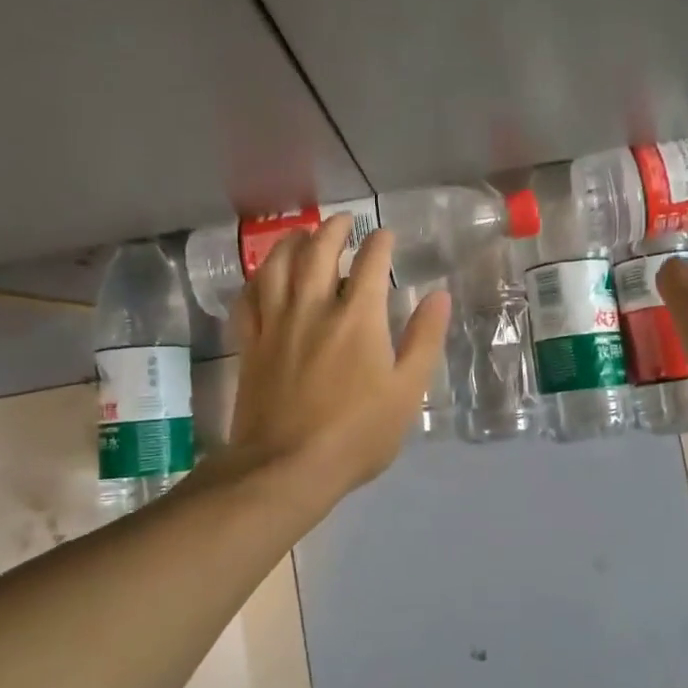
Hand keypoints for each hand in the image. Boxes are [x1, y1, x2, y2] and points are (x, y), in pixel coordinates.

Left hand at [227, 214, 451, 499]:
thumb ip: (424, 339)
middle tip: (343, 221)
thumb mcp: (408, 391)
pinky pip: (248, 299)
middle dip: (333, 229)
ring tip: (301, 234)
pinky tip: (263, 276)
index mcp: (358, 318)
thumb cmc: (358, 433)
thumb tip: (438, 295)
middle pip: (318, 251)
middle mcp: (314, 308)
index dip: (380, 242)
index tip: (386, 235)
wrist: (287, 467)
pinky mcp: (251, 344)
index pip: (370, 262)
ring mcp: (276, 324)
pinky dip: (256, 279)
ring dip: (291, 242)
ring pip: (277, 266)